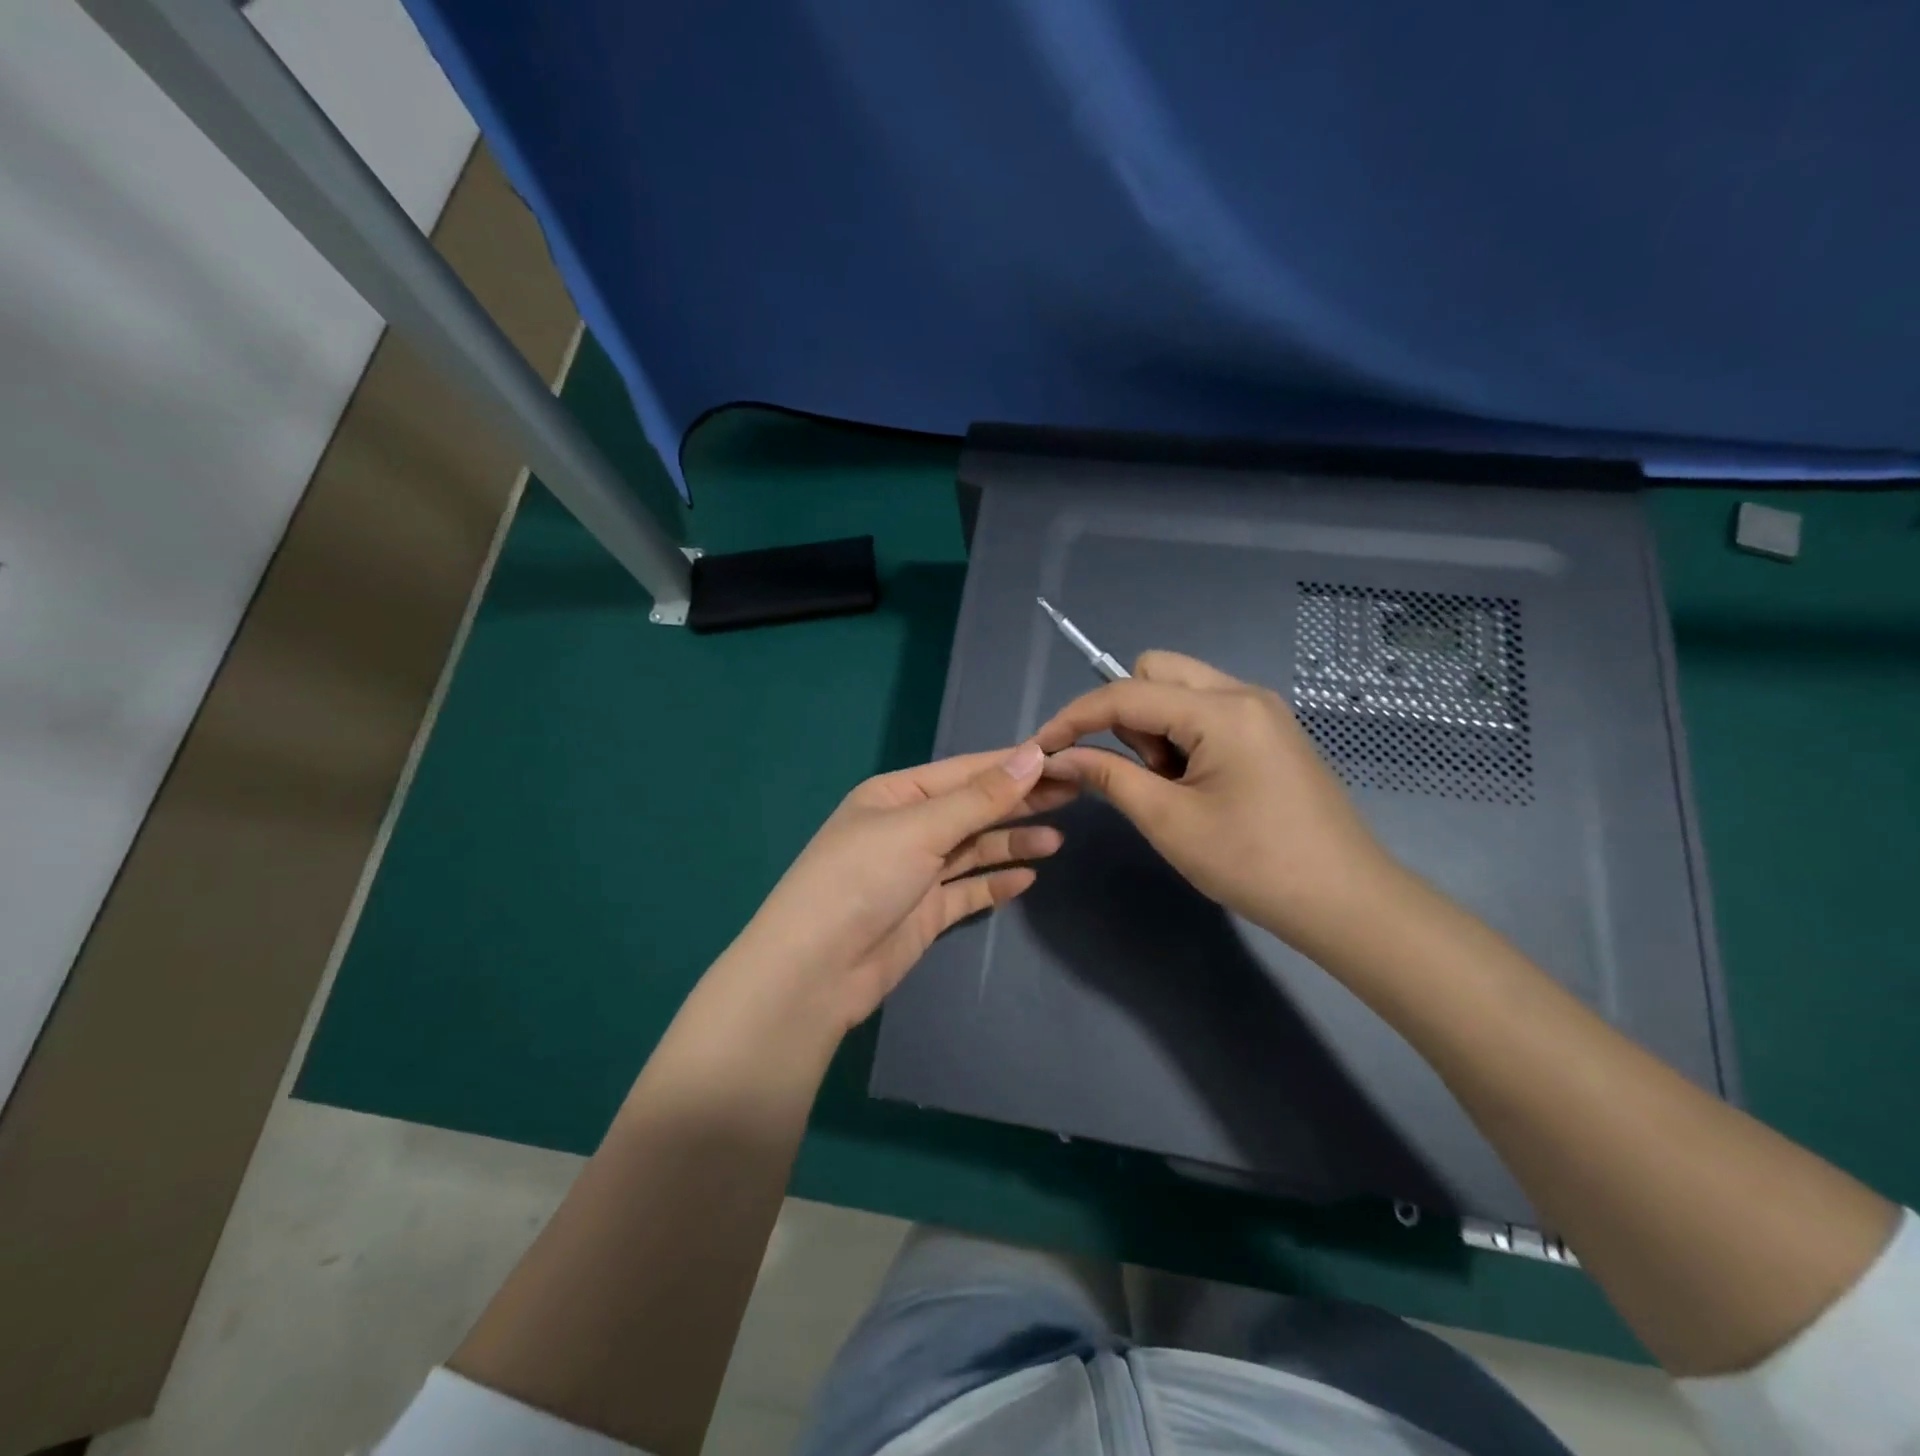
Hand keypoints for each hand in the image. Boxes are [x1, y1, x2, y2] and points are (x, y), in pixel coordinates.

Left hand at [720, 744, 1070, 1033]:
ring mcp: (915, 873)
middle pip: (973, 808)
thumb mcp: (920, 830)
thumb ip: (980, 798)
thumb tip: (1033, 754)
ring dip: (1012, 842)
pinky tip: (1028, 877)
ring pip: (974, 849)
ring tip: (1057, 838)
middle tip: (1076, 793)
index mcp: (896, 796)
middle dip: (1019, 801)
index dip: (1012, 764)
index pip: (965, 771)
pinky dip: (995, 882)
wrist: (815, 972)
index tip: (1063, 757)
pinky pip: (968, 891)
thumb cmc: (861, 880)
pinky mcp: (924, 913)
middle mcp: (906, 829)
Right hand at [1034, 651, 1398, 957]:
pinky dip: (1182, 736)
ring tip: (1172, 787)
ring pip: (1180, 690)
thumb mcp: (1168, 821)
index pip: (1126, 693)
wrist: (1346, 902)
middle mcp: (1243, 693)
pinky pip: (1206, 712)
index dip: (1075, 717)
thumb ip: (1108, 776)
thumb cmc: (1253, 864)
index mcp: (1221, 710)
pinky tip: (1196, 785)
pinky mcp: (1270, 731)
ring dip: (1156, 727)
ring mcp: (1262, 710)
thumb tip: (1058, 757)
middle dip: (1126, 713)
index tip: (1042, 746)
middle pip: (1156, 671)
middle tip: (1139, 771)